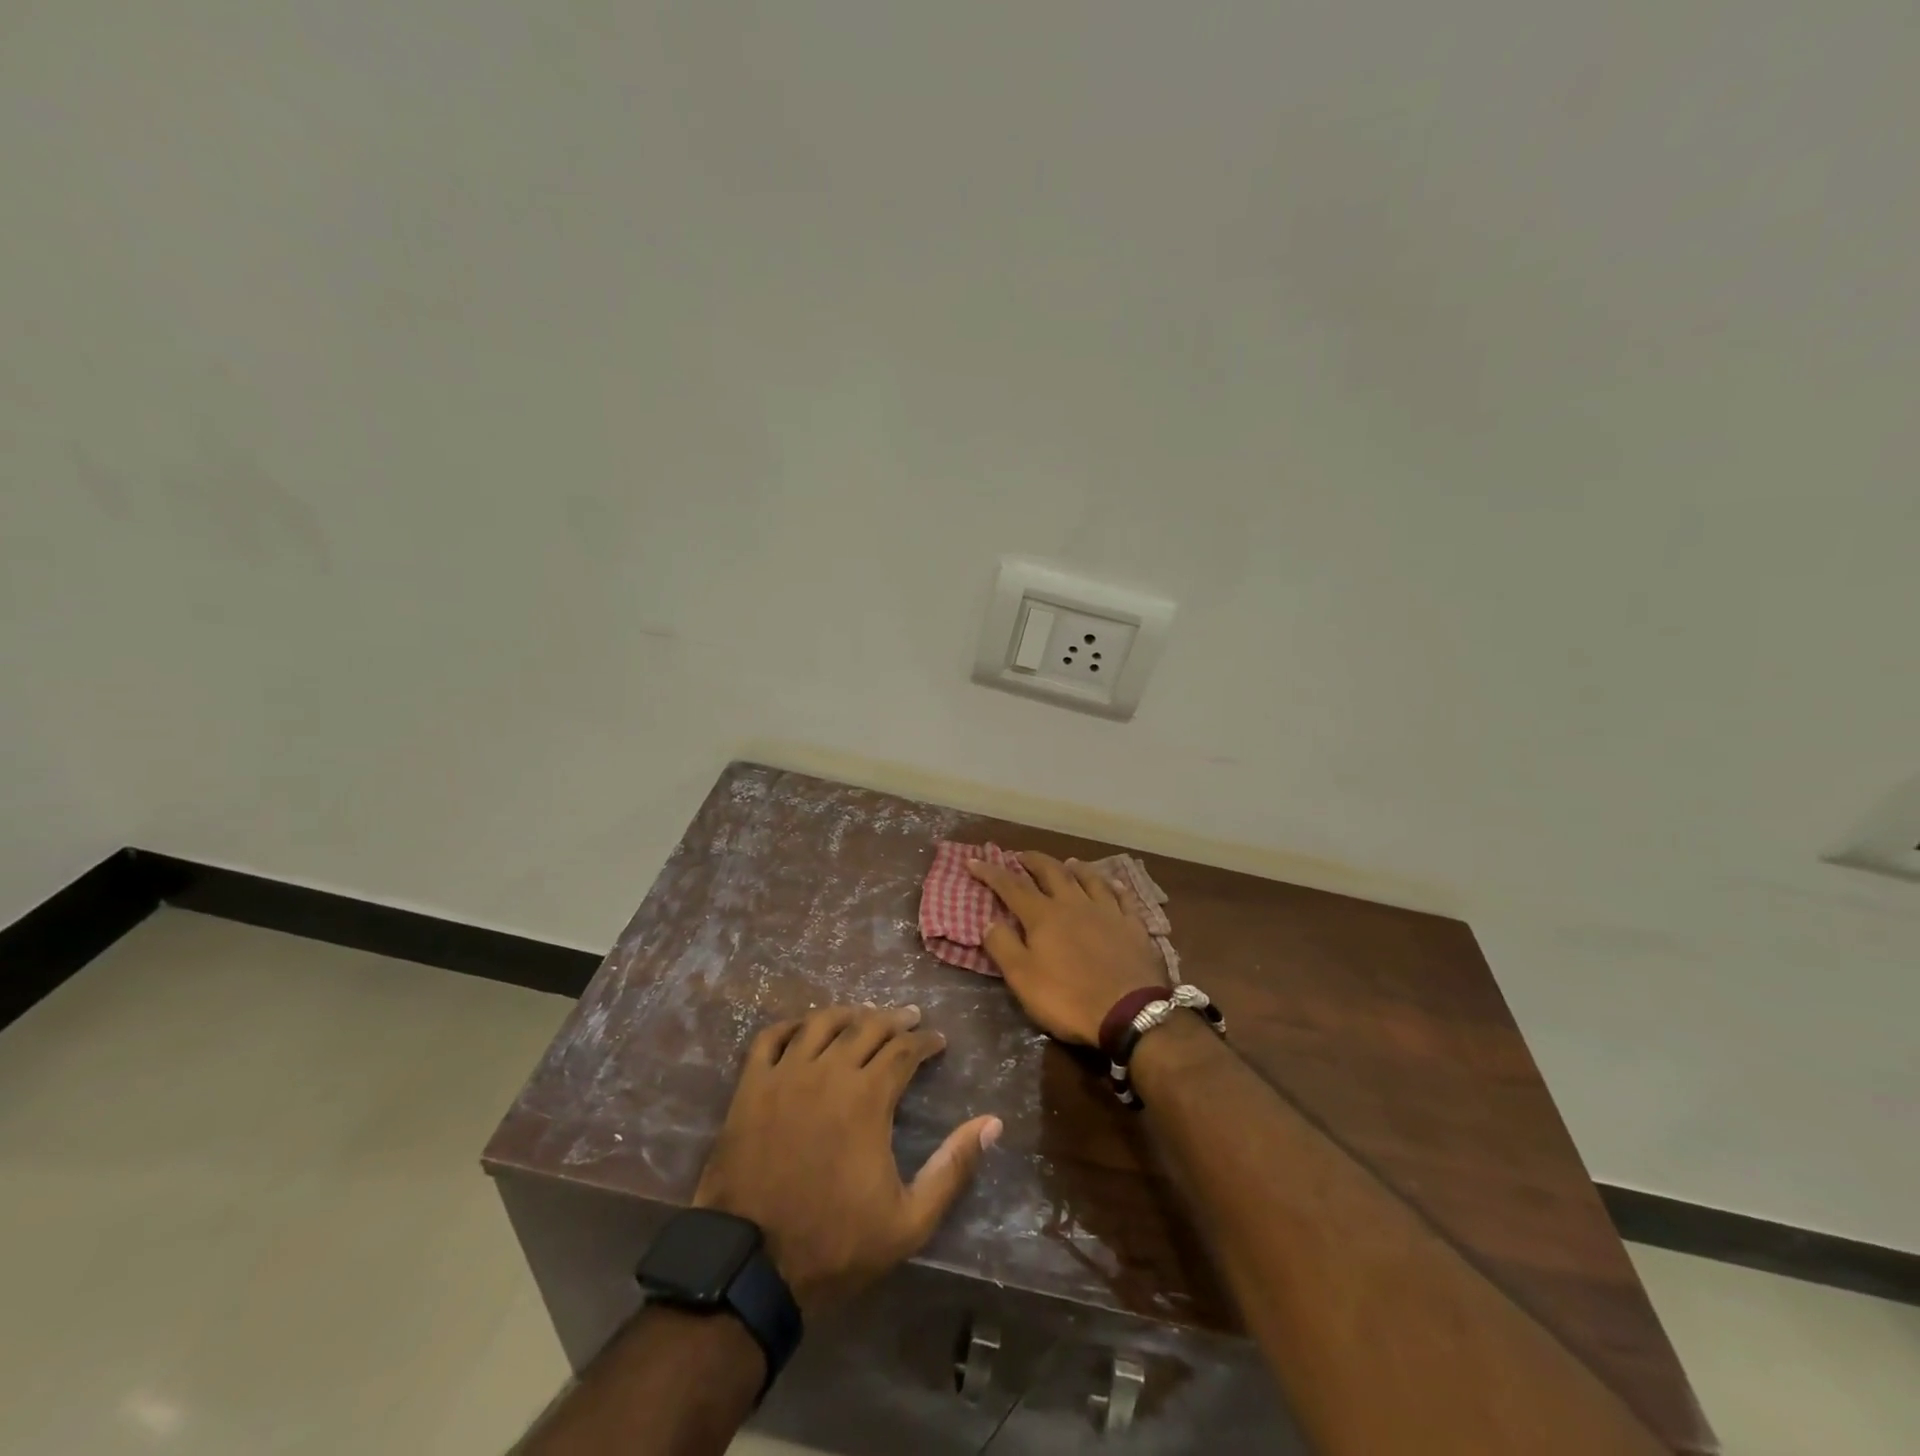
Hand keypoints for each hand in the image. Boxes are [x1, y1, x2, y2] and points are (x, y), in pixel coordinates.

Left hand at [693, 1005, 1000, 1314]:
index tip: (938, 1042)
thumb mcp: (909, 1221)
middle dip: (895, 1019)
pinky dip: (791, 1025)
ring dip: (848, 1013)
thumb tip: (992, 1123)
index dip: (926, 1042)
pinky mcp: (750, 1087)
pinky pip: (771, 1037)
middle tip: (910, 1018)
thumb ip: (953, 1168)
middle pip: (866, 1026)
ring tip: (863, 1014)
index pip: (904, 1050)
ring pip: (821, 1022)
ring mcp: (785, 1075)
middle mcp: (828, 1072)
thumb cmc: (835, 1245)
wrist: (750, 1269)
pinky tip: (804, 1028)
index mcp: (868, 1097)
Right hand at [965, 852, 1169, 1046]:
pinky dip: (1114, 886)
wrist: (1130, 1012)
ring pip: (1089, 879)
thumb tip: (989, 921)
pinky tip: (1112, 884)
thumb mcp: (1023, 979)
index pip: (1011, 886)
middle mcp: (1074, 904)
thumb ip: (1003, 947)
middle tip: (1021, 856)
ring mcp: (1107, 912)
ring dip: (1074, 868)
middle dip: (1033, 861)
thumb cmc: (1069, 998)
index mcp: (1044, 916)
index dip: (991, 872)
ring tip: (1066, 862)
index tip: (974, 861)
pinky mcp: (1133, 925)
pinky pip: (1123, 897)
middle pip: (1051, 872)